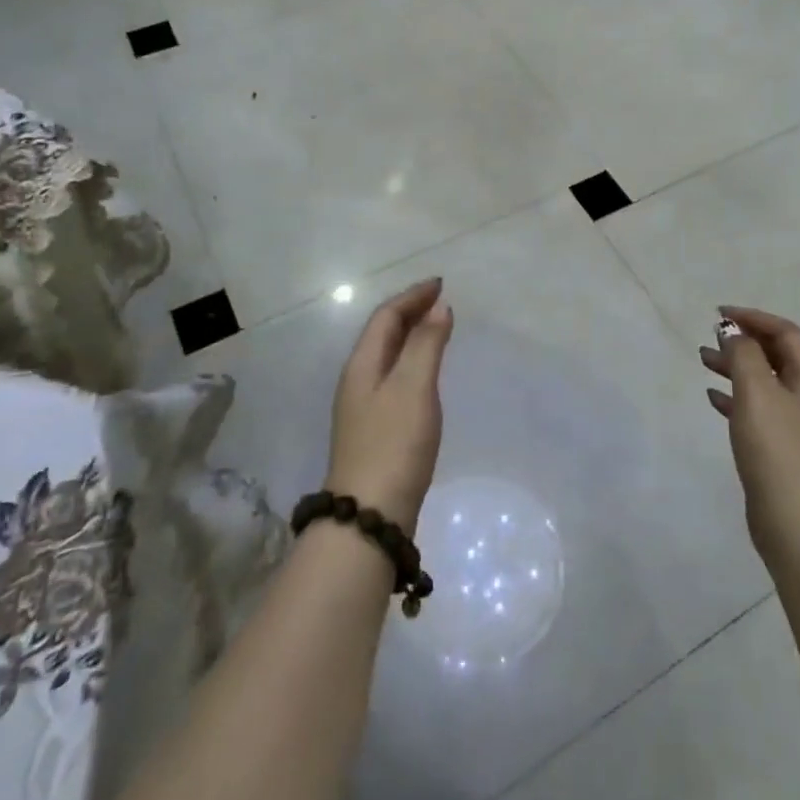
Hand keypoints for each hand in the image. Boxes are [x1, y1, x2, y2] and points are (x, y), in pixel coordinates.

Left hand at [325, 278, 454, 534]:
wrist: (370, 516)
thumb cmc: (394, 444)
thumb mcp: (414, 387)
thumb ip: (426, 344)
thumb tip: (439, 306)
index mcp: (363, 365)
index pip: (386, 317)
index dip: (412, 296)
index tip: (441, 284)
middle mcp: (358, 380)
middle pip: (382, 334)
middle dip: (410, 312)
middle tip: (441, 302)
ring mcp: (363, 408)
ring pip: (388, 357)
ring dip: (411, 337)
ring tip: (437, 329)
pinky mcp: (375, 430)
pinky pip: (394, 378)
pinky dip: (412, 362)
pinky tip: (426, 376)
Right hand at [701, 305, 799, 561]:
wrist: (797, 521)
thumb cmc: (777, 447)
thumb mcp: (756, 391)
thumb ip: (743, 354)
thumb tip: (734, 331)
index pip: (785, 332)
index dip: (753, 317)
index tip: (719, 314)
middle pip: (776, 355)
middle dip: (744, 341)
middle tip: (711, 336)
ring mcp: (797, 425)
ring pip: (763, 382)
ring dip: (735, 367)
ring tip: (703, 360)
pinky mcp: (782, 449)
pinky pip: (757, 410)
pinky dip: (735, 398)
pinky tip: (712, 399)